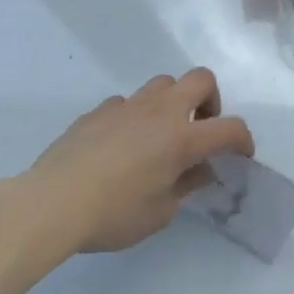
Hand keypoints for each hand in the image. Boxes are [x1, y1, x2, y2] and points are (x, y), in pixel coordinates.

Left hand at [20, 69, 253, 255]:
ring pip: (163, 83)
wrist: (51, 203)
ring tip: (160, 135)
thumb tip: (199, 171)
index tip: (241, 156)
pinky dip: (135, 117)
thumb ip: (185, 186)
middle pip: (201, 79)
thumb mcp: (160, 213)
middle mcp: (161, 111)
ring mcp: (128, 106)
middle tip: (201, 130)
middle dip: (210, 101)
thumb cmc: (112, 214)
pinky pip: (127, 103)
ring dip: (172, 103)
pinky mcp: (99, 110)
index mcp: (182, 137)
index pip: (229, 128)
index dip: (243, 140)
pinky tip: (121, 145)